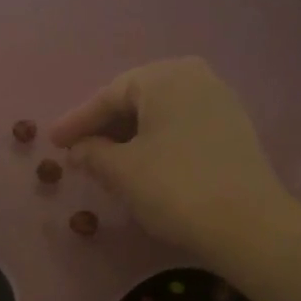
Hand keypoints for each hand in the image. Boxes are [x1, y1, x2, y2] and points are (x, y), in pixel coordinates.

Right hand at [48, 58, 298, 266]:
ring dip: (130, 136)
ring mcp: (219, 101)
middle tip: (77, 150)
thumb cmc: (174, 188)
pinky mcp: (233, 129)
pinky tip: (143, 165)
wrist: (247, 224)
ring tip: (105, 161)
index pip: (109, 96)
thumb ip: (92, 154)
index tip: (52, 142)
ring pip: (160, 114)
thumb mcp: (122, 172)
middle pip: (136, 100)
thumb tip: (78, 150)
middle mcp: (195, 77)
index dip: (77, 121)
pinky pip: (181, 127)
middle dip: (105, 127)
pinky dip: (156, 142)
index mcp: (164, 76)